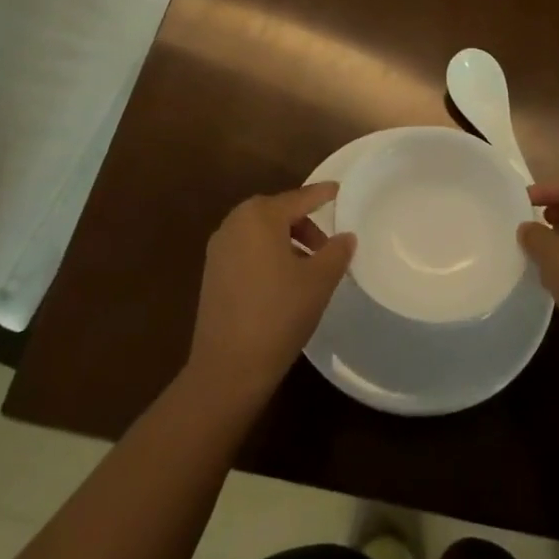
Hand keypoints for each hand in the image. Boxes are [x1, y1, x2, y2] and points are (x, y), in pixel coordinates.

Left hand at [185, 184, 354, 406]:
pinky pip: (247, 249)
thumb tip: (346, 236)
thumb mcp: (319, 281)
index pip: (300, 198)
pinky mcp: (212, 272)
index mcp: (260, 216)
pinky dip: (268, 254)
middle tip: (327, 246)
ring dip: (287, 241)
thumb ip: (336, 252)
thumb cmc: (279, 314)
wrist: (228, 368)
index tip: (340, 190)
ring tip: (308, 267)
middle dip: (305, 223)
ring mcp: (219, 248)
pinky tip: (283, 282)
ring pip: (261, 232)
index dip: (323, 194)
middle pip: (278, 212)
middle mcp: (235, 223)